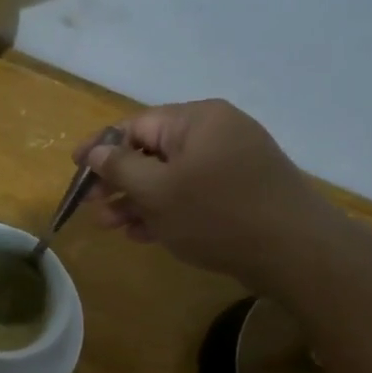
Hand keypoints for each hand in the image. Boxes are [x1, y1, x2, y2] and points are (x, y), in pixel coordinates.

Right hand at [74, 100, 346, 277]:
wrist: (296, 252)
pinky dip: (166, 211)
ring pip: (171, 177)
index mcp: (197, 120)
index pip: (136, 125)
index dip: (101, 147)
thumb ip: (121, 168)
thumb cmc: (218, 214)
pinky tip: (143, 234)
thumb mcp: (158, 192)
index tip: (75, 170)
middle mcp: (215, 134)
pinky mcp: (240, 194)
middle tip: (94, 208)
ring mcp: (231, 165)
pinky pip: (192, 195)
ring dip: (138, 201)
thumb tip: (96, 151)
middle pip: (153, 151)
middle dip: (119, 181)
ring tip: (112, 227)